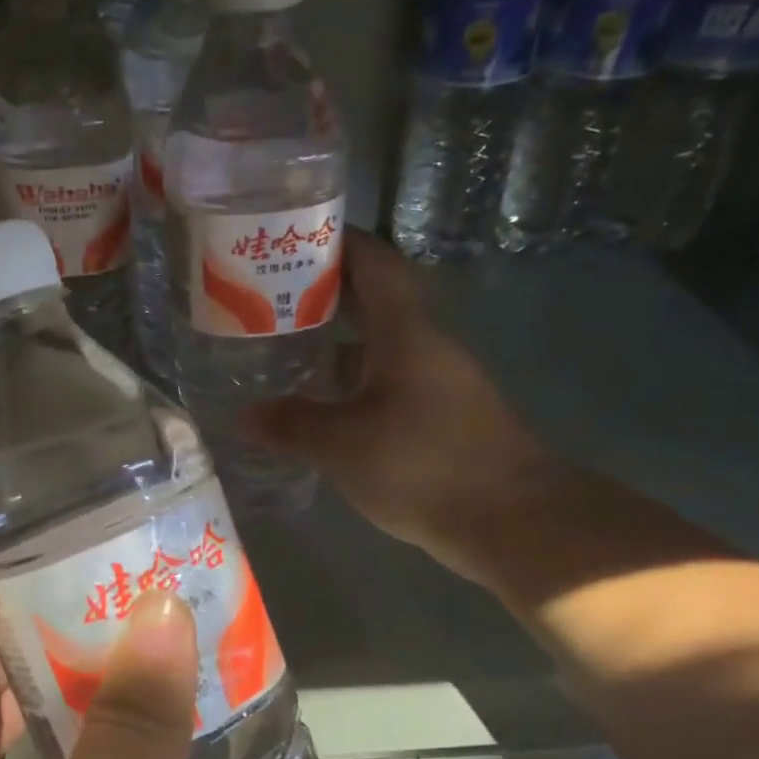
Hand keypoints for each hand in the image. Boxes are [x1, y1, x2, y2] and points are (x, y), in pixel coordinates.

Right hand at [246, 234, 563, 580]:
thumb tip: (245, 416)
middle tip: (272, 301)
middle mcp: (427, 348)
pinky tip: (327, 409)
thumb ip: (292, 425)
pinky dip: (357, 385)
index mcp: (405, 334)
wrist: (513, 521)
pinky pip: (392, 385)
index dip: (342, 243)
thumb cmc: (424, 465)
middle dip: (327, 298)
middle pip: (375, 305)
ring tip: (288, 353)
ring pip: (382, 349)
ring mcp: (441, 384)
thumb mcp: (343, 445)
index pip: (376, 265)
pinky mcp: (446, 419)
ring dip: (340, 345)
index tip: (301, 237)